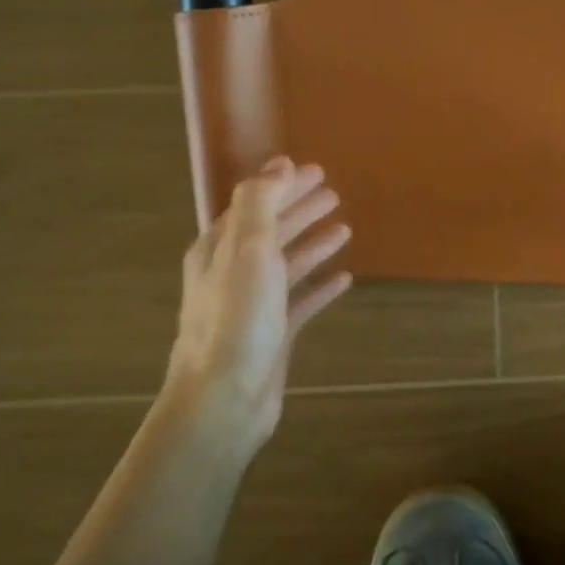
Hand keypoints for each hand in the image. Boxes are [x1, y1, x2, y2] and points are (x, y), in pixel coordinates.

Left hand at [165, 158, 352, 455]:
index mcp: (220, 249)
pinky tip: (344, 280)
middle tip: (333, 193)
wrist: (225, 398)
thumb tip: (279, 165)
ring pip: (287, 265)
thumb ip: (260, 204)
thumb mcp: (247, 250)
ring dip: (313, 244)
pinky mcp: (273, 334)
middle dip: (300, 209)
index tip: (316, 171)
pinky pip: (301, 301)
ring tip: (344, 228)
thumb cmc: (237, 320)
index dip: (284, 186)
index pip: (254, 205)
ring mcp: (253, 305)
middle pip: (271, 231)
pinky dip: (320, 287)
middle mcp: (232, 272)